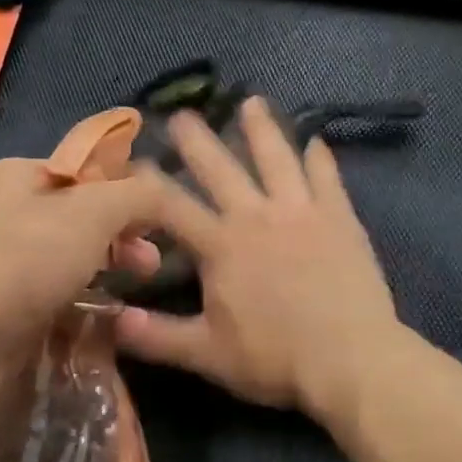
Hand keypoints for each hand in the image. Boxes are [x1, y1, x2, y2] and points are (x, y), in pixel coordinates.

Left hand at [0, 156, 160, 364]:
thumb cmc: (27, 257)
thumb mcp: (94, 212)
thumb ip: (136, 194)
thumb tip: (161, 188)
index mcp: (18, 175)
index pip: (84, 171)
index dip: (124, 190)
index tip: (155, 219)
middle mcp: (2, 210)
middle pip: (77, 215)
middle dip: (120, 235)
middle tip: (150, 261)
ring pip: (64, 256)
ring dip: (101, 267)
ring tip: (132, 289)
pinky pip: (46, 290)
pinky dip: (74, 296)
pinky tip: (97, 313)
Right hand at [115, 96, 400, 422]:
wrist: (351, 360)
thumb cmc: (274, 359)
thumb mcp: (206, 354)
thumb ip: (156, 336)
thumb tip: (110, 319)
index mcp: (221, 246)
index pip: (173, 205)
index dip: (148, 183)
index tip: (132, 161)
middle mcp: (257, 217)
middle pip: (221, 169)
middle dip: (197, 141)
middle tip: (181, 115)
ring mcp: (302, 212)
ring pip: (277, 159)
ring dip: (262, 129)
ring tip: (252, 102)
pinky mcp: (340, 218)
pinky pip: (327, 178)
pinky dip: (320, 157)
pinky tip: (317, 140)